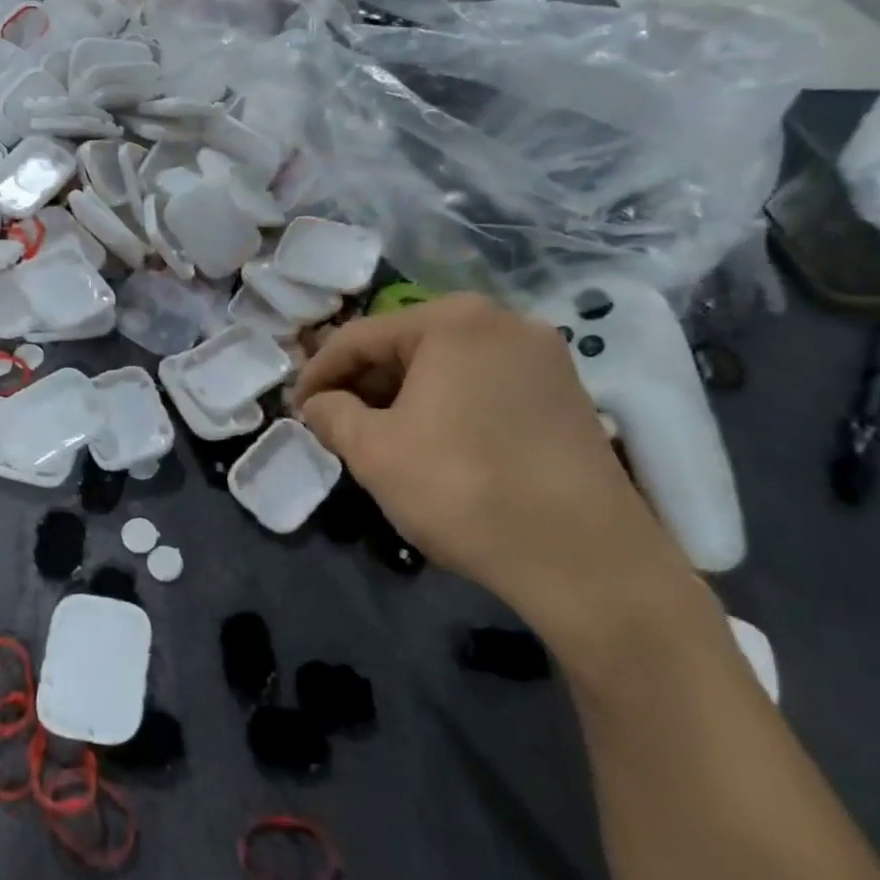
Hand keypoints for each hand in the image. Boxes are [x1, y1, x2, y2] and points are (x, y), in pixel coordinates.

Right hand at [293, 294, 690, 639]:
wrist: (584, 558)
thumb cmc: (462, 489)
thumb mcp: (374, 452)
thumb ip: (331, 415)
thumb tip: (317, 404)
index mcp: (453, 320)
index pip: (360, 336)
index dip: (317, 372)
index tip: (295, 409)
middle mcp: (503, 321)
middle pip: (406, 345)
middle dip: (362, 384)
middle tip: (333, 425)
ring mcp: (542, 357)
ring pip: (445, 366)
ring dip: (401, 397)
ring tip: (376, 438)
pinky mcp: (564, 394)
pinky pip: (482, 386)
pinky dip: (445, 406)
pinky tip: (431, 444)